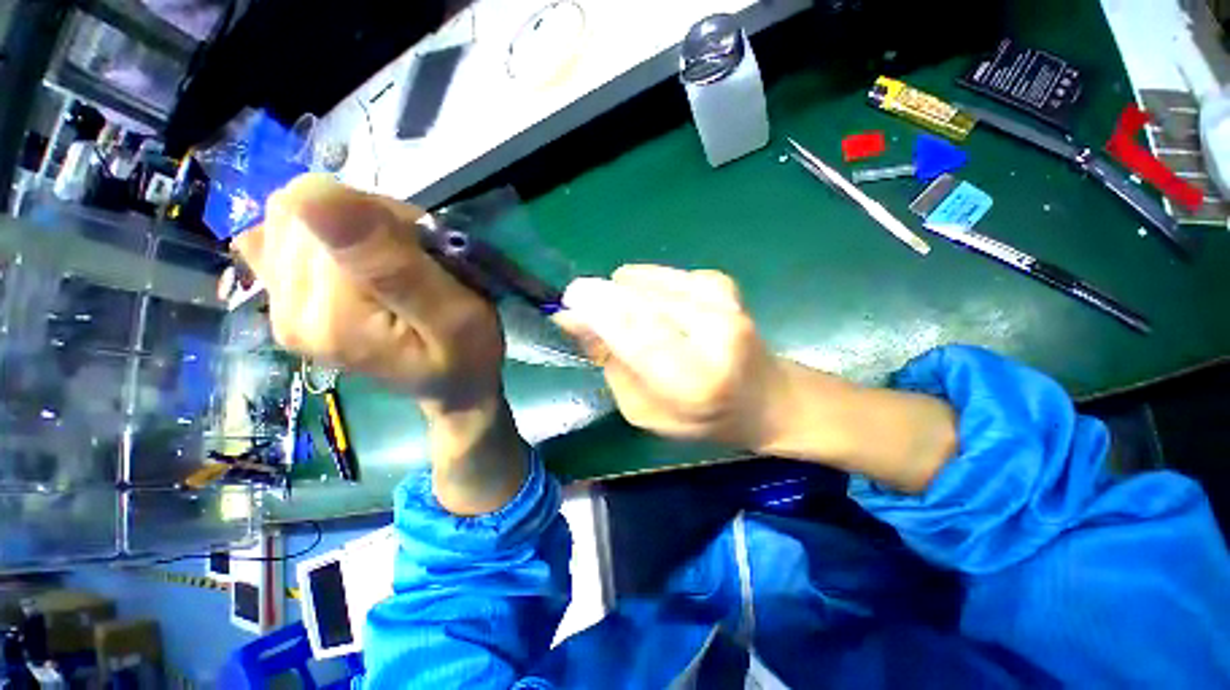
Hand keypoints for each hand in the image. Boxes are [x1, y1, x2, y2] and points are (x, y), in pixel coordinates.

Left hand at [232, 174, 503, 410]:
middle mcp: (285, 310)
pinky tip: (351, 265)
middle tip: (413, 259)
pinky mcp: (282, 303)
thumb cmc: (466, 354)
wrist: (452, 385)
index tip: (422, 249)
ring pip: (292, 218)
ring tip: (392, 264)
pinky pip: (277, 239)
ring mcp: (277, 308)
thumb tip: (313, 197)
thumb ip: (393, 266)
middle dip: (366, 220)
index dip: (381, 215)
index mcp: (329, 316)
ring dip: (350, 227)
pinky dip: (322, 238)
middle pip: (300, 213)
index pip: (323, 210)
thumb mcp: (454, 315)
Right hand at [553, 264, 790, 449]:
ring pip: (643, 281)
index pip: (634, 330)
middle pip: (635, 298)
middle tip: (592, 318)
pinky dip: (648, 291)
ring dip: (625, 298)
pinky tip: (662, 313)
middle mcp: (713, 332)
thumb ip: (610, 363)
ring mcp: (721, 300)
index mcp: (693, 379)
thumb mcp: (645, 411)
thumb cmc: (701, 418)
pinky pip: (660, 276)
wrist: (766, 398)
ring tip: (640, 324)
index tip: (567, 304)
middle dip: (602, 301)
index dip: (595, 310)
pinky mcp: (721, 282)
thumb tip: (573, 318)